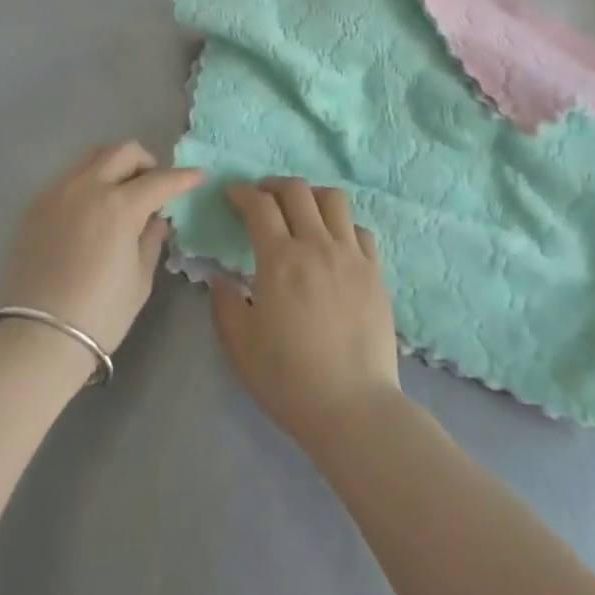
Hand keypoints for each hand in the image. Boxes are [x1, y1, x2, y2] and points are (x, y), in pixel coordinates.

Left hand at [0, 142, 202, 363]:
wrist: (36, 338)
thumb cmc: (99, 315)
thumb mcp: (139, 280)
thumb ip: (151, 240)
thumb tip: (157, 219)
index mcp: (119, 205)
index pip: (160, 180)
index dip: (183, 177)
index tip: (197, 177)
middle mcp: (88, 186)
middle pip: (124, 152)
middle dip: (147, 163)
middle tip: (154, 186)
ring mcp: (58, 191)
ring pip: (92, 156)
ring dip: (114, 165)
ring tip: (120, 192)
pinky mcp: (35, 204)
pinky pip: (68, 177)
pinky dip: (88, 182)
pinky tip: (90, 211)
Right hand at [210, 178, 401, 447]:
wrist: (354, 409)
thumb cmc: (290, 380)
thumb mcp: (240, 346)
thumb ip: (224, 305)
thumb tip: (220, 279)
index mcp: (280, 260)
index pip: (259, 205)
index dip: (242, 193)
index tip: (232, 194)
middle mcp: (316, 245)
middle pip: (297, 190)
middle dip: (273, 185)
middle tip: (261, 197)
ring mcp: (351, 256)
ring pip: (333, 199)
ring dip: (311, 196)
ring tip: (301, 210)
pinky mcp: (375, 272)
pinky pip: (359, 230)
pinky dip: (342, 225)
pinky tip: (333, 242)